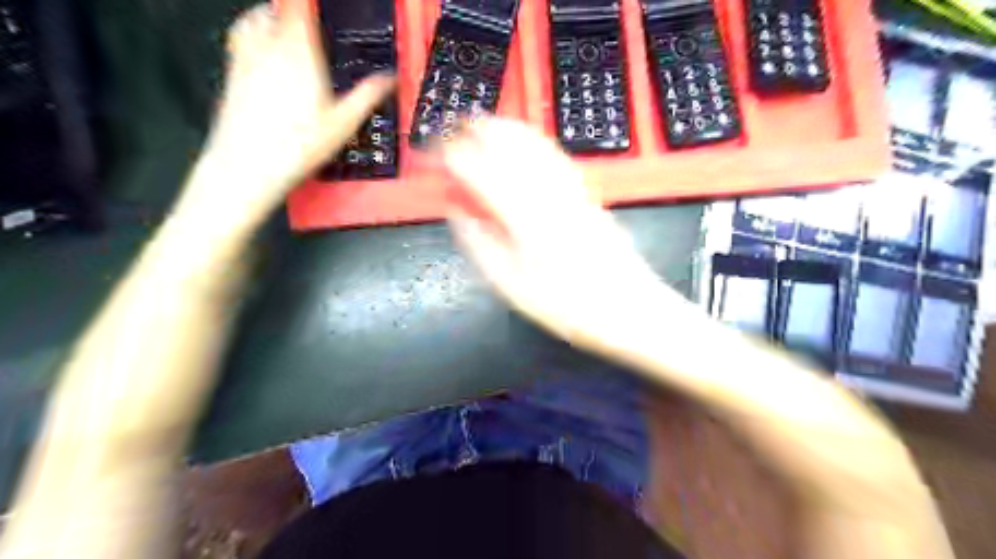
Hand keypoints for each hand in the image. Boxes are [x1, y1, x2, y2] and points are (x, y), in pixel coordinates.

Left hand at [177, 1, 395, 228]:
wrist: (247, 165)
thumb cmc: (296, 146)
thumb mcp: (343, 124)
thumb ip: (367, 95)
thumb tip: (390, 78)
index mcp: (299, 53)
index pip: (301, 7)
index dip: (310, 2)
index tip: (318, 4)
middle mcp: (269, 47)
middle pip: (279, 8)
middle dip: (296, 8)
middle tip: (309, 13)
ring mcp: (246, 57)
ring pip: (256, 17)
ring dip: (273, 13)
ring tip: (287, 20)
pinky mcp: (233, 72)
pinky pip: (242, 36)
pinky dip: (254, 28)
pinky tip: (264, 44)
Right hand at [443, 119, 675, 354]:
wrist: (629, 308)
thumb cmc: (566, 305)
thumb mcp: (511, 285)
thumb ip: (479, 243)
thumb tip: (455, 210)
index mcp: (523, 215)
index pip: (479, 171)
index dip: (452, 156)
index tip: (433, 152)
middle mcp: (547, 191)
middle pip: (510, 145)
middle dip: (479, 130)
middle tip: (455, 127)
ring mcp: (571, 189)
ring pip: (535, 143)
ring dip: (506, 128)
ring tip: (484, 123)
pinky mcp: (587, 193)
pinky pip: (556, 155)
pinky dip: (534, 140)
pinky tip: (526, 142)